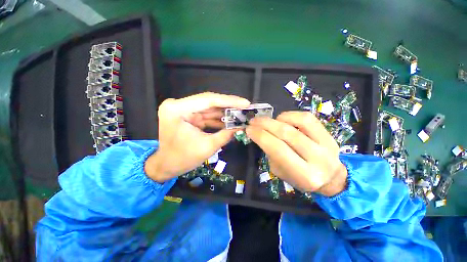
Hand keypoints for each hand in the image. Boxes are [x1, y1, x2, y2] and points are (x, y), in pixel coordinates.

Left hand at [145, 92, 249, 182]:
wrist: (167, 166)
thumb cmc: (183, 159)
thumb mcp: (207, 147)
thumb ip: (226, 135)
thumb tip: (242, 126)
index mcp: (177, 109)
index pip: (208, 100)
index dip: (229, 101)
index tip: (245, 103)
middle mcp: (178, 105)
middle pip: (209, 102)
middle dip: (229, 106)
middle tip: (246, 107)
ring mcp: (183, 109)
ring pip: (210, 108)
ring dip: (225, 112)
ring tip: (241, 114)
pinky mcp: (189, 115)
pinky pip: (207, 114)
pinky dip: (219, 118)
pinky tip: (231, 121)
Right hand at [246, 111, 347, 196]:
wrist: (331, 177)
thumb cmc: (300, 177)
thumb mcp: (281, 172)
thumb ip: (271, 154)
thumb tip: (261, 134)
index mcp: (304, 174)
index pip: (278, 149)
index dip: (260, 136)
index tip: (249, 129)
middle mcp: (318, 158)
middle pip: (286, 134)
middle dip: (265, 124)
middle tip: (253, 121)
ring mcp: (327, 144)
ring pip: (298, 122)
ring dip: (277, 119)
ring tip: (267, 121)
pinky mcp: (329, 133)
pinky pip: (307, 118)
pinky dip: (290, 115)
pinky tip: (281, 119)